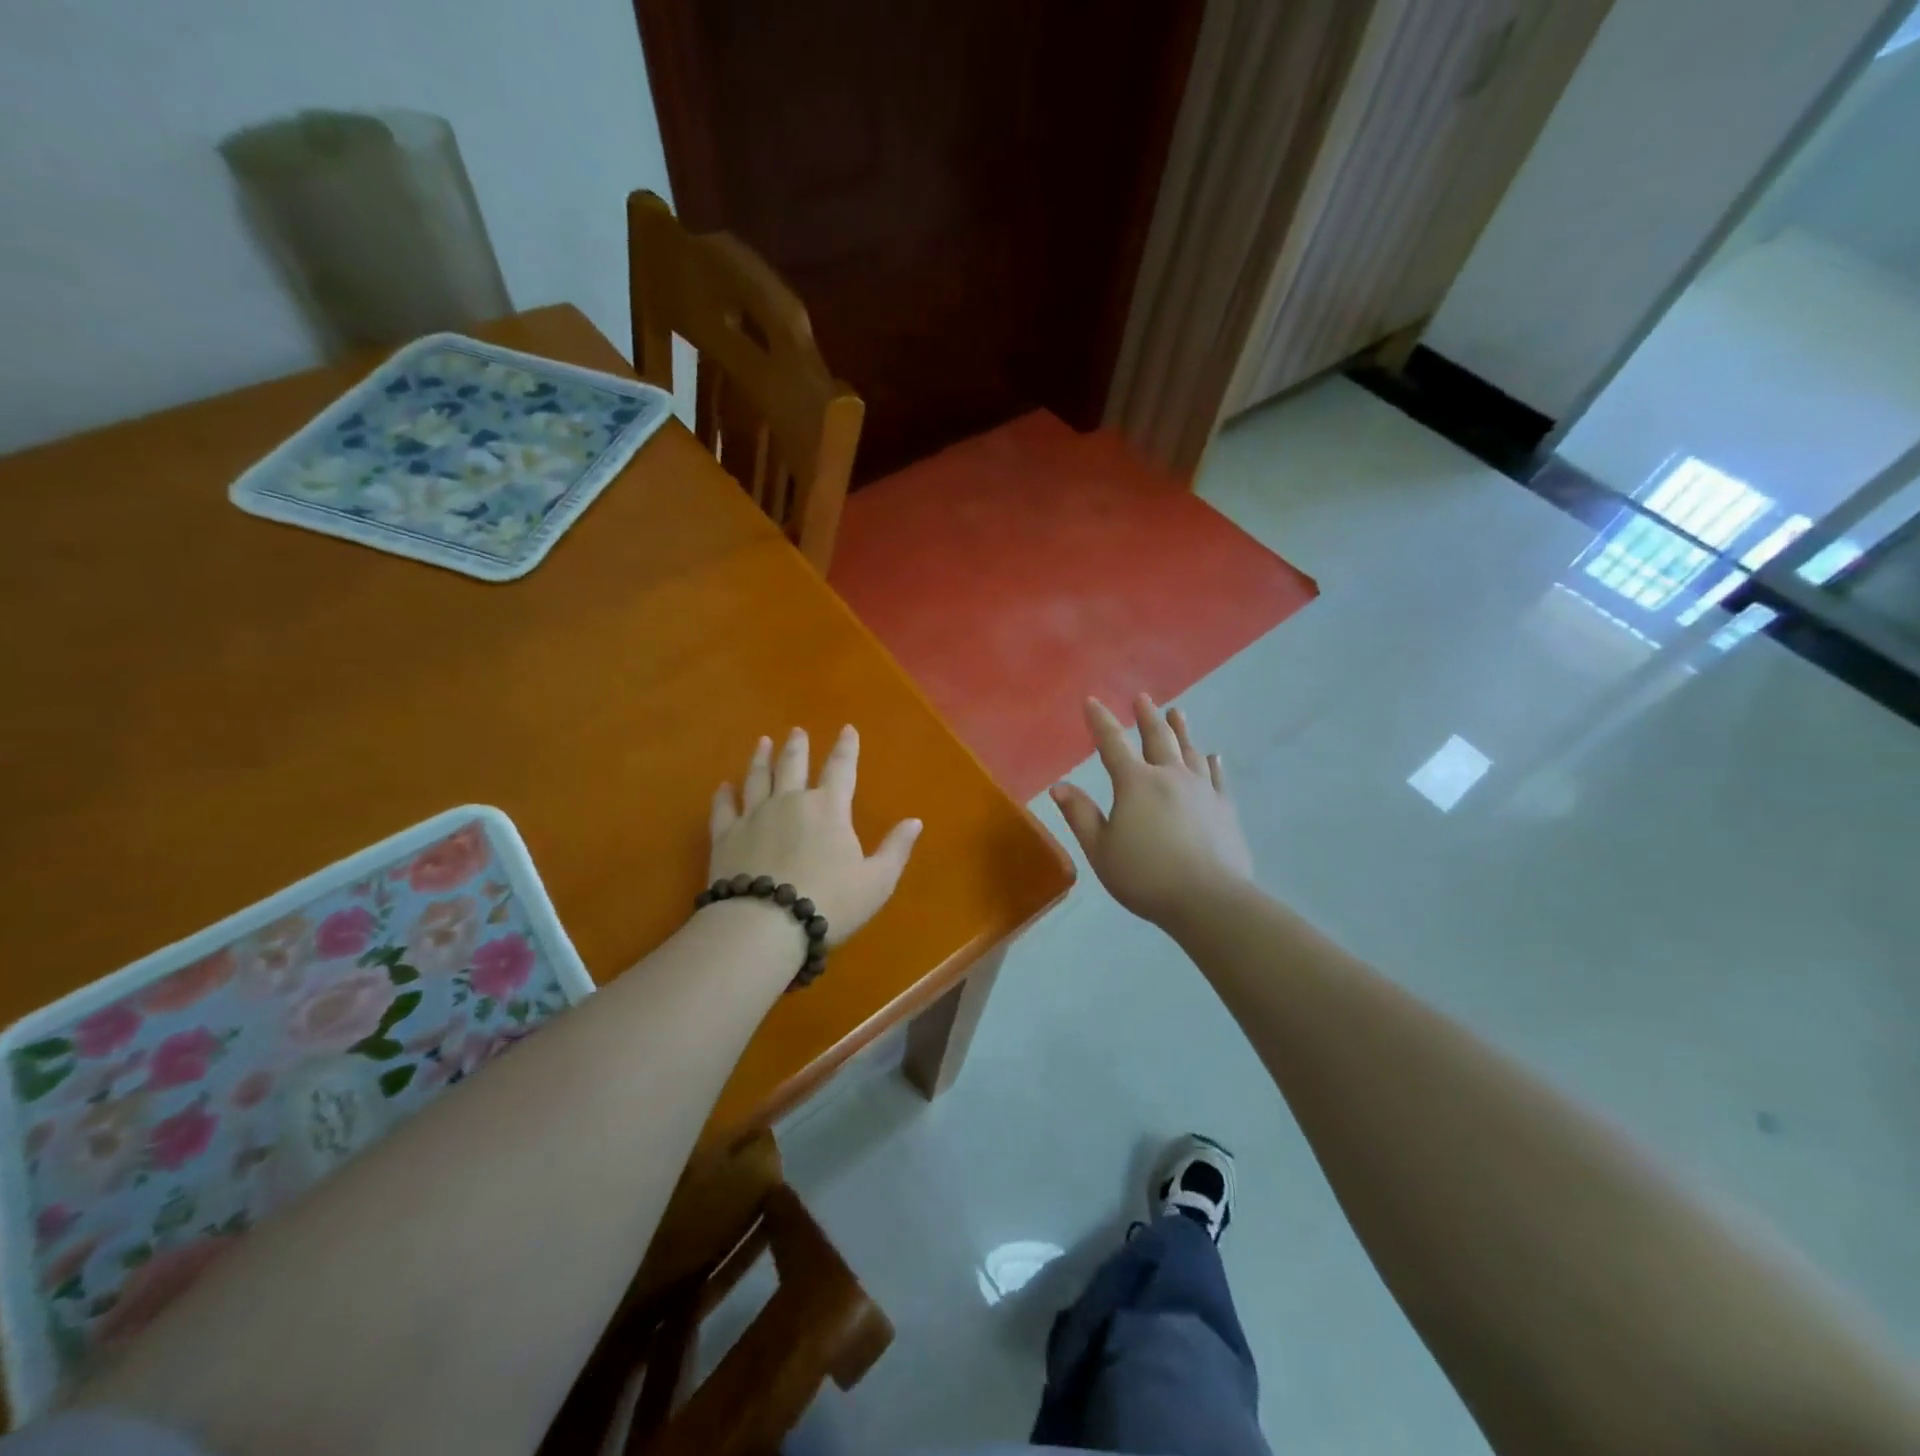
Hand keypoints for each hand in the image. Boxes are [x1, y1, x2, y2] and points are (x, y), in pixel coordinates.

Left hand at [708, 726, 921, 946]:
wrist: (766, 924)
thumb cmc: (830, 902)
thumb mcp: (877, 881)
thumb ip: (896, 849)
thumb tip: (915, 821)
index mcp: (829, 808)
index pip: (841, 768)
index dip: (846, 748)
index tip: (847, 729)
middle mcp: (790, 802)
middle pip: (793, 765)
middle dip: (797, 746)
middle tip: (796, 731)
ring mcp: (754, 816)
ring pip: (757, 778)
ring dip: (761, 759)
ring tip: (763, 743)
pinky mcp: (725, 836)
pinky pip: (724, 808)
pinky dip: (724, 795)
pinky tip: (723, 786)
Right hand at [1051, 695, 1252, 927]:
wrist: (1209, 899)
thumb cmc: (1146, 876)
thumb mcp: (1101, 850)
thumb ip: (1080, 815)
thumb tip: (1059, 786)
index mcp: (1135, 783)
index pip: (1112, 744)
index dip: (1100, 721)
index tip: (1091, 702)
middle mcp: (1170, 776)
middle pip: (1157, 737)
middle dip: (1146, 716)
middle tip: (1142, 698)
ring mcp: (1202, 789)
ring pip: (1189, 750)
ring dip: (1180, 729)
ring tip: (1177, 712)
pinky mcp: (1224, 807)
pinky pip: (1217, 776)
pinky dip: (1211, 762)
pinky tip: (1212, 756)